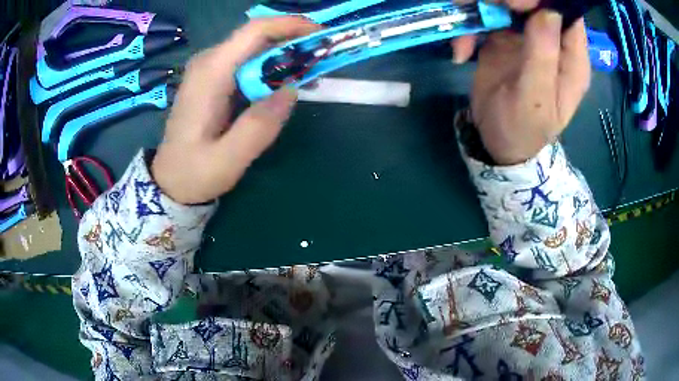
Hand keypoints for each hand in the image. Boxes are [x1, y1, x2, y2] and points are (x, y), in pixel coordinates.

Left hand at [152, 18, 319, 203]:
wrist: (170, 180)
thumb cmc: (193, 173)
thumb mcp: (227, 160)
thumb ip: (258, 127)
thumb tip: (292, 90)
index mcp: (211, 74)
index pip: (255, 31)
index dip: (291, 26)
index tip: (322, 34)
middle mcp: (209, 62)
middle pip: (257, 36)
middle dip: (294, 41)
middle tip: (323, 60)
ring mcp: (209, 69)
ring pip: (255, 48)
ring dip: (285, 56)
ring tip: (310, 75)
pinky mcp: (213, 78)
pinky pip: (247, 62)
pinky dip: (271, 68)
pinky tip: (285, 85)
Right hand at [451, 3, 590, 164]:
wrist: (497, 142)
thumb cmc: (522, 129)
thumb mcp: (534, 99)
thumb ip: (543, 56)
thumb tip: (548, 12)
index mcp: (571, 60)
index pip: (567, 16)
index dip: (545, 3)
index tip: (517, 5)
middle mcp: (552, 42)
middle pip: (536, 5)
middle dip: (508, 1)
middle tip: (486, 7)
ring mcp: (528, 37)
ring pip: (509, 4)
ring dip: (483, 8)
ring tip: (464, 20)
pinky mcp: (504, 38)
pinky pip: (487, 18)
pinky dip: (470, 27)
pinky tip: (462, 50)